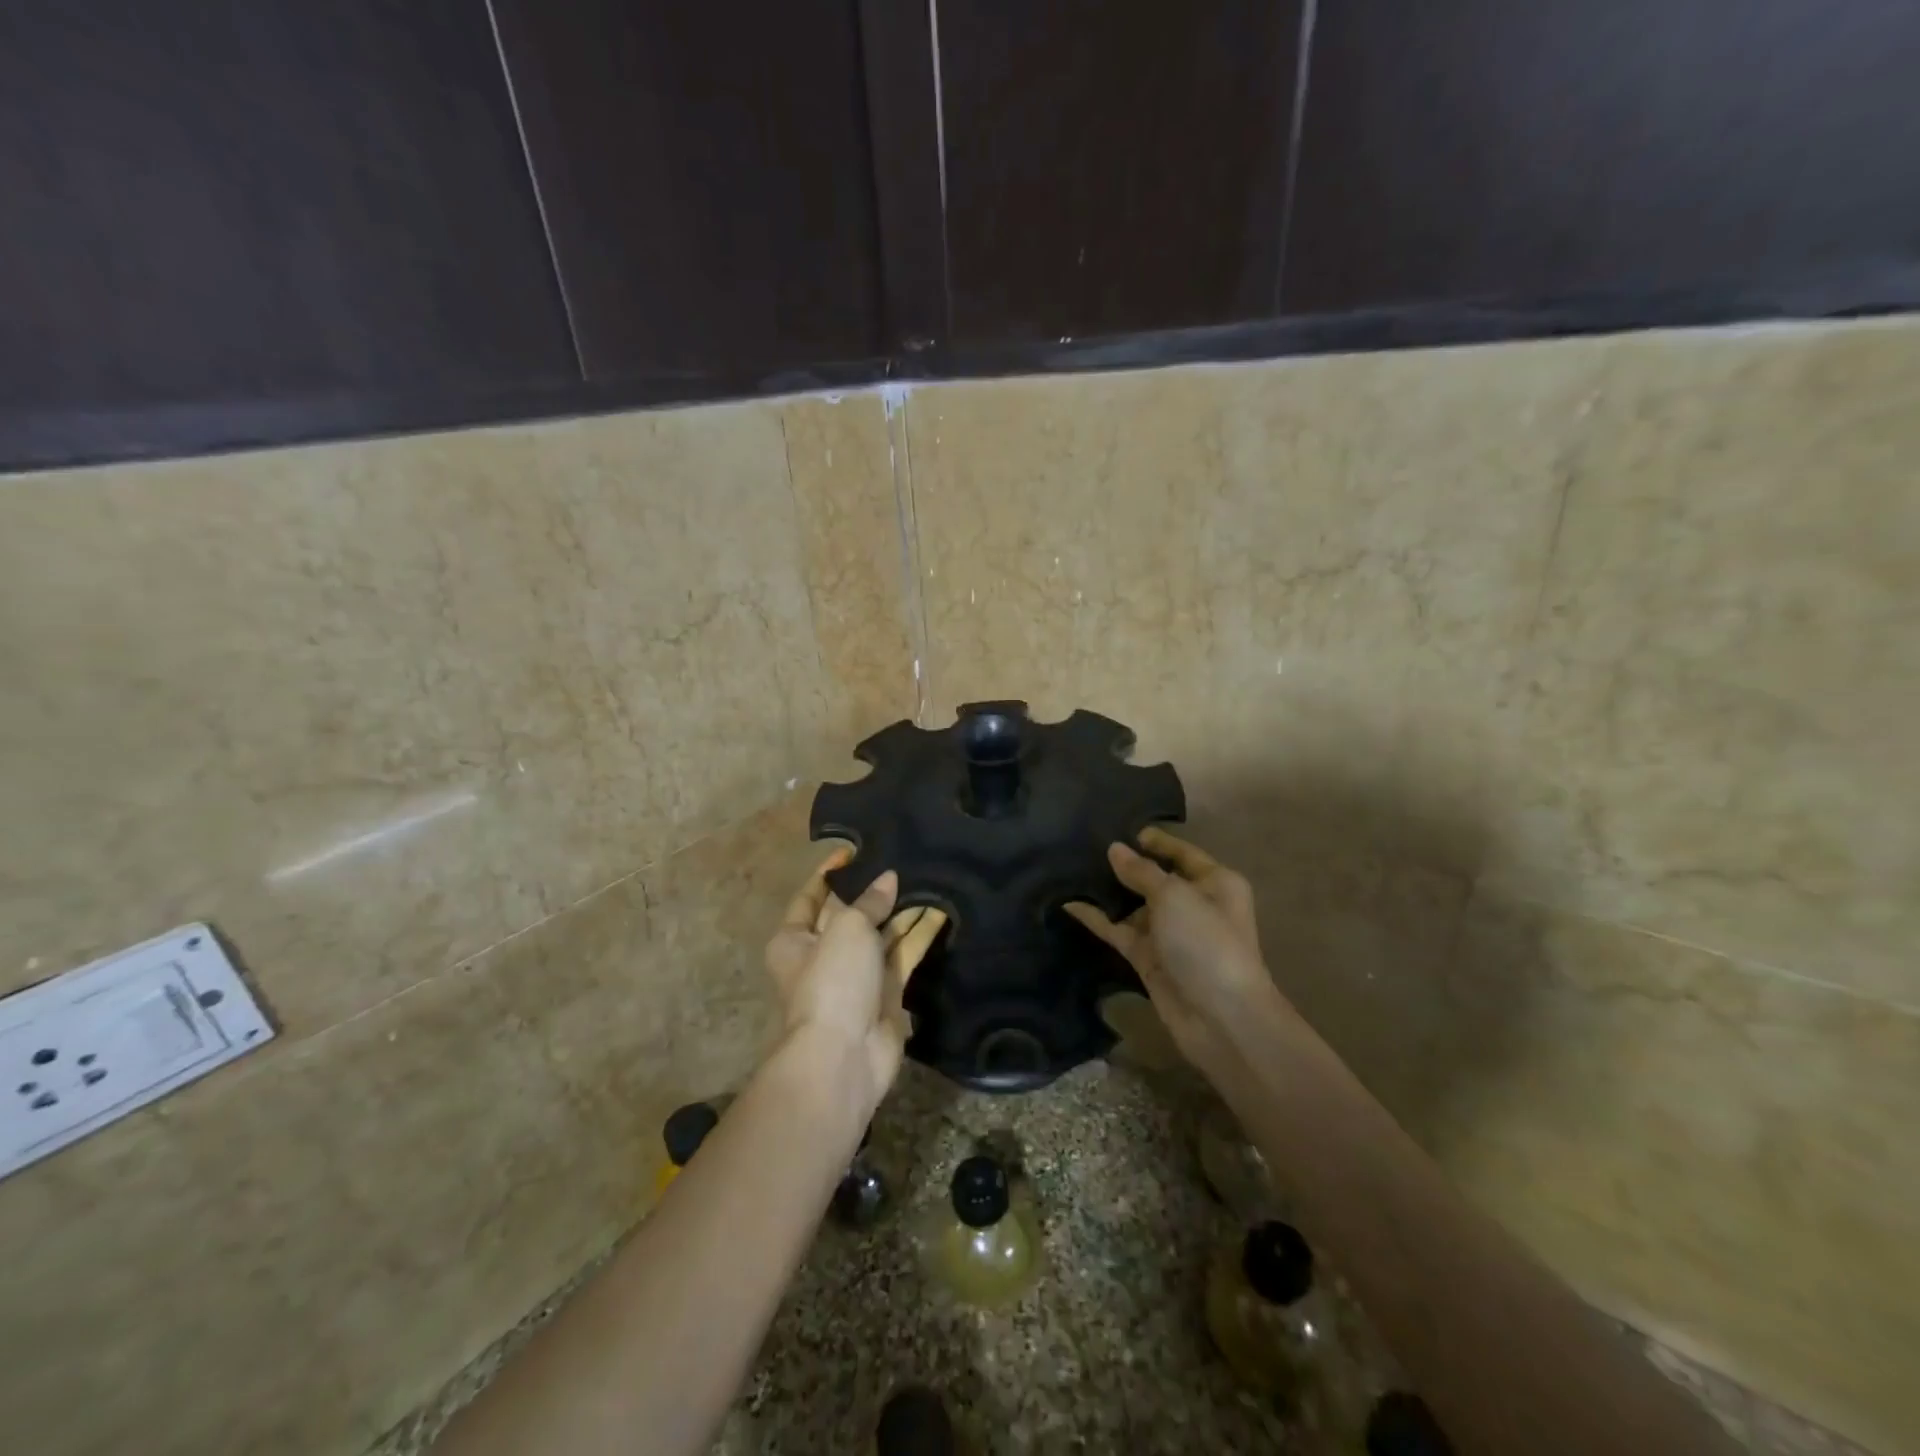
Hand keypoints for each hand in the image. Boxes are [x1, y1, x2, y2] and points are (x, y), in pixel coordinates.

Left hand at [764, 849, 947, 1108]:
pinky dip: (919, 935)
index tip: (853, 850)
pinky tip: (942, 911)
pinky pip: (904, 955)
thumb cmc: (832, 981)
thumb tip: (888, 879)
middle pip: (851, 914)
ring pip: (882, 934)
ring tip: (930, 878)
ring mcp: (857, 976)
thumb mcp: (847, 929)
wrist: (844, 1055)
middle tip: (903, 860)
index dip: (830, 873)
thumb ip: (870, 902)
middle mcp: (823, 955)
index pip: (810, 897)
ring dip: (903, 910)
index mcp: (794, 939)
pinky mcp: (886, 993)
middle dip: (875, 891)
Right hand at [1066, 827, 1283, 1078]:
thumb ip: (1141, 871)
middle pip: (1154, 877)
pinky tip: (1069, 903)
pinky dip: (1097, 919)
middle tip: (1085, 844)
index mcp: (1215, 882)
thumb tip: (1115, 849)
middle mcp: (1193, 904)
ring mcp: (1169, 932)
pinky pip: (1119, 930)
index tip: (1119, 828)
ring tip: (1070, 868)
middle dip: (1124, 864)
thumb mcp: (1174, 896)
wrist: (1221, 1018)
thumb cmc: (1206, 942)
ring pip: (1133, 904)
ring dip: (1107, 891)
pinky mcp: (1148, 957)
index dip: (1154, 840)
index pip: (1181, 852)